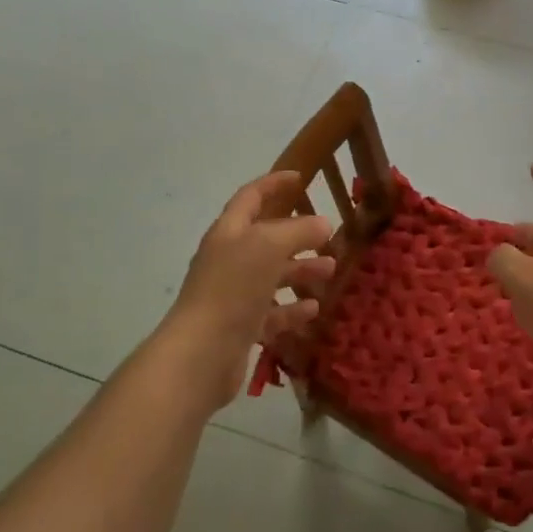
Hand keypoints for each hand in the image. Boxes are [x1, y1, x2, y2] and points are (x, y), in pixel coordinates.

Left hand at [155, 171, 336, 411]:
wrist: (201, 353)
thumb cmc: (233, 287)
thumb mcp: (269, 245)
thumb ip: (298, 230)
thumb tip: (322, 224)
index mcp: (229, 231)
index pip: (251, 197)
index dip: (274, 184)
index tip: (300, 177)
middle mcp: (229, 259)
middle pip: (266, 238)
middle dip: (298, 235)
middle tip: (328, 236)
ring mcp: (233, 294)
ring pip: (272, 275)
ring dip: (301, 270)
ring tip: (331, 271)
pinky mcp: (241, 327)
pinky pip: (272, 312)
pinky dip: (293, 308)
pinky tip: (314, 308)